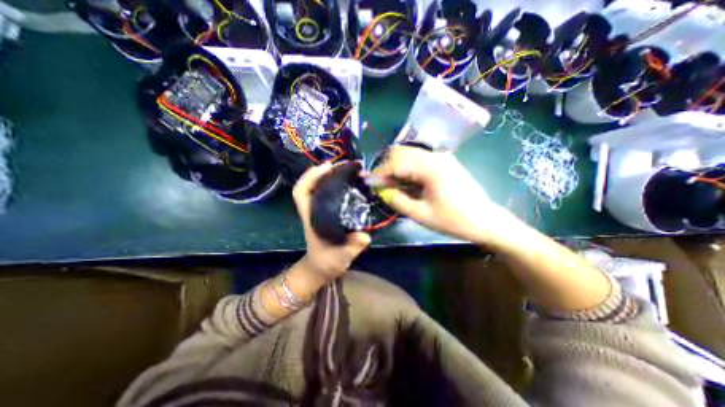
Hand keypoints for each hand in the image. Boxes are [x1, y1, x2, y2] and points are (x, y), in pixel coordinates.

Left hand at [292, 160, 370, 278]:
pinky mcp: (327, 212)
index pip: (301, 192)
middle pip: (311, 184)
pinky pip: (329, 193)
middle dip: (324, 171)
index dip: (310, 177)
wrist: (322, 268)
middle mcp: (313, 210)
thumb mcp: (341, 256)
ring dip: (331, 176)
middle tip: (344, 165)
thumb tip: (365, 236)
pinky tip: (350, 183)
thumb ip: (352, 247)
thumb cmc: (327, 261)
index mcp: (311, 217)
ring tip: (349, 169)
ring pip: (320, 187)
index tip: (326, 167)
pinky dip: (337, 185)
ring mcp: (320, 210)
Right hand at [374, 145, 508, 244]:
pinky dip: (407, 168)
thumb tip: (379, 190)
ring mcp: (440, 157)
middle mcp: (435, 156)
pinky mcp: (443, 161)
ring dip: (396, 167)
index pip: (395, 162)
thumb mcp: (421, 214)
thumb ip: (396, 200)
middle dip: (386, 167)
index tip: (368, 183)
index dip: (379, 173)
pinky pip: (418, 159)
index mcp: (430, 167)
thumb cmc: (453, 220)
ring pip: (408, 154)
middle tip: (381, 185)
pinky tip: (406, 182)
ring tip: (392, 185)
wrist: (484, 220)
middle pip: (400, 152)